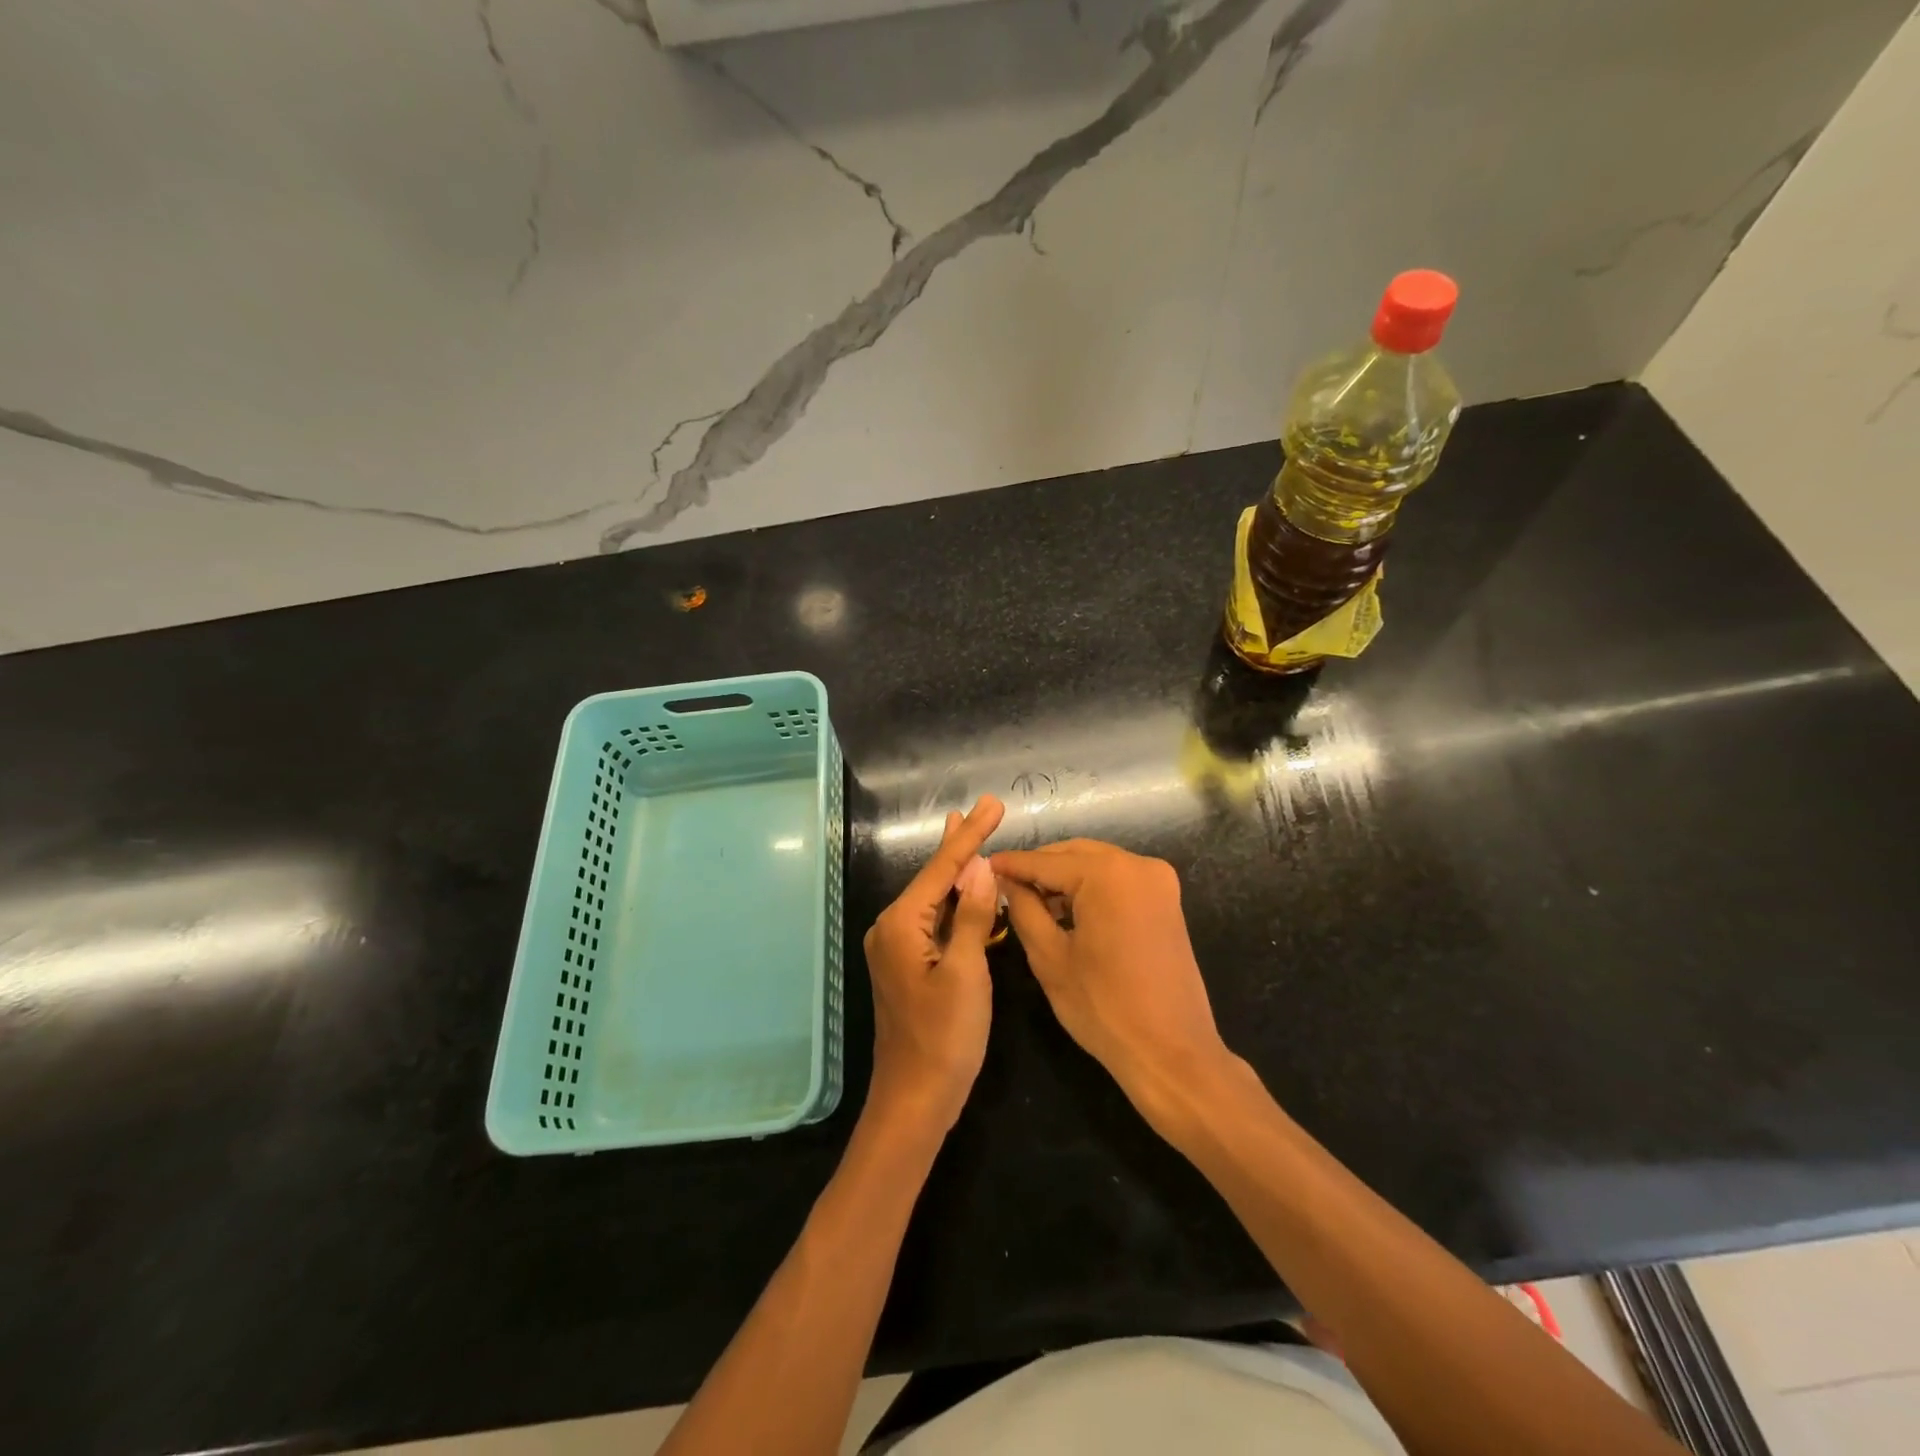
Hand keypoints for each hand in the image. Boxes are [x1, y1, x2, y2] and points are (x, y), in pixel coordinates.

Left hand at [863, 795, 1005, 1133]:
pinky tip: (966, 887)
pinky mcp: (907, 964)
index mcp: (902, 924)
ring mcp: (897, 947)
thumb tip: (980, 868)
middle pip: (934, 876)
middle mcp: (892, 927)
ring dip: (957, 869)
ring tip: (970, 832)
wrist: (914, 1099)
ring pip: (934, 897)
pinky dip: (954, 900)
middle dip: (961, 843)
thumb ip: (973, 917)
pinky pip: (934, 920)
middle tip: (981, 808)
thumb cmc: (945, 1038)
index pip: (942, 868)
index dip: (971, 835)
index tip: (991, 804)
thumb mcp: (967, 974)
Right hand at [991, 839, 1234, 1122]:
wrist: (1171, 1053)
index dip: (1012, 864)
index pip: (1046, 861)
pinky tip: (1067, 911)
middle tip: (1005, 885)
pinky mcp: (1167, 900)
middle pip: (1075, 854)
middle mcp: (1138, 865)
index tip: (983, 866)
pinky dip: (1091, 888)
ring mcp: (1158, 881)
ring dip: (1065, 877)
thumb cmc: (1103, 1007)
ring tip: (1031, 901)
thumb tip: (1006, 880)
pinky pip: (1118, 880)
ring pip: (1097, 864)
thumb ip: (1024, 908)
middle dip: (1040, 868)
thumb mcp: (1049, 957)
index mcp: (1108, 874)